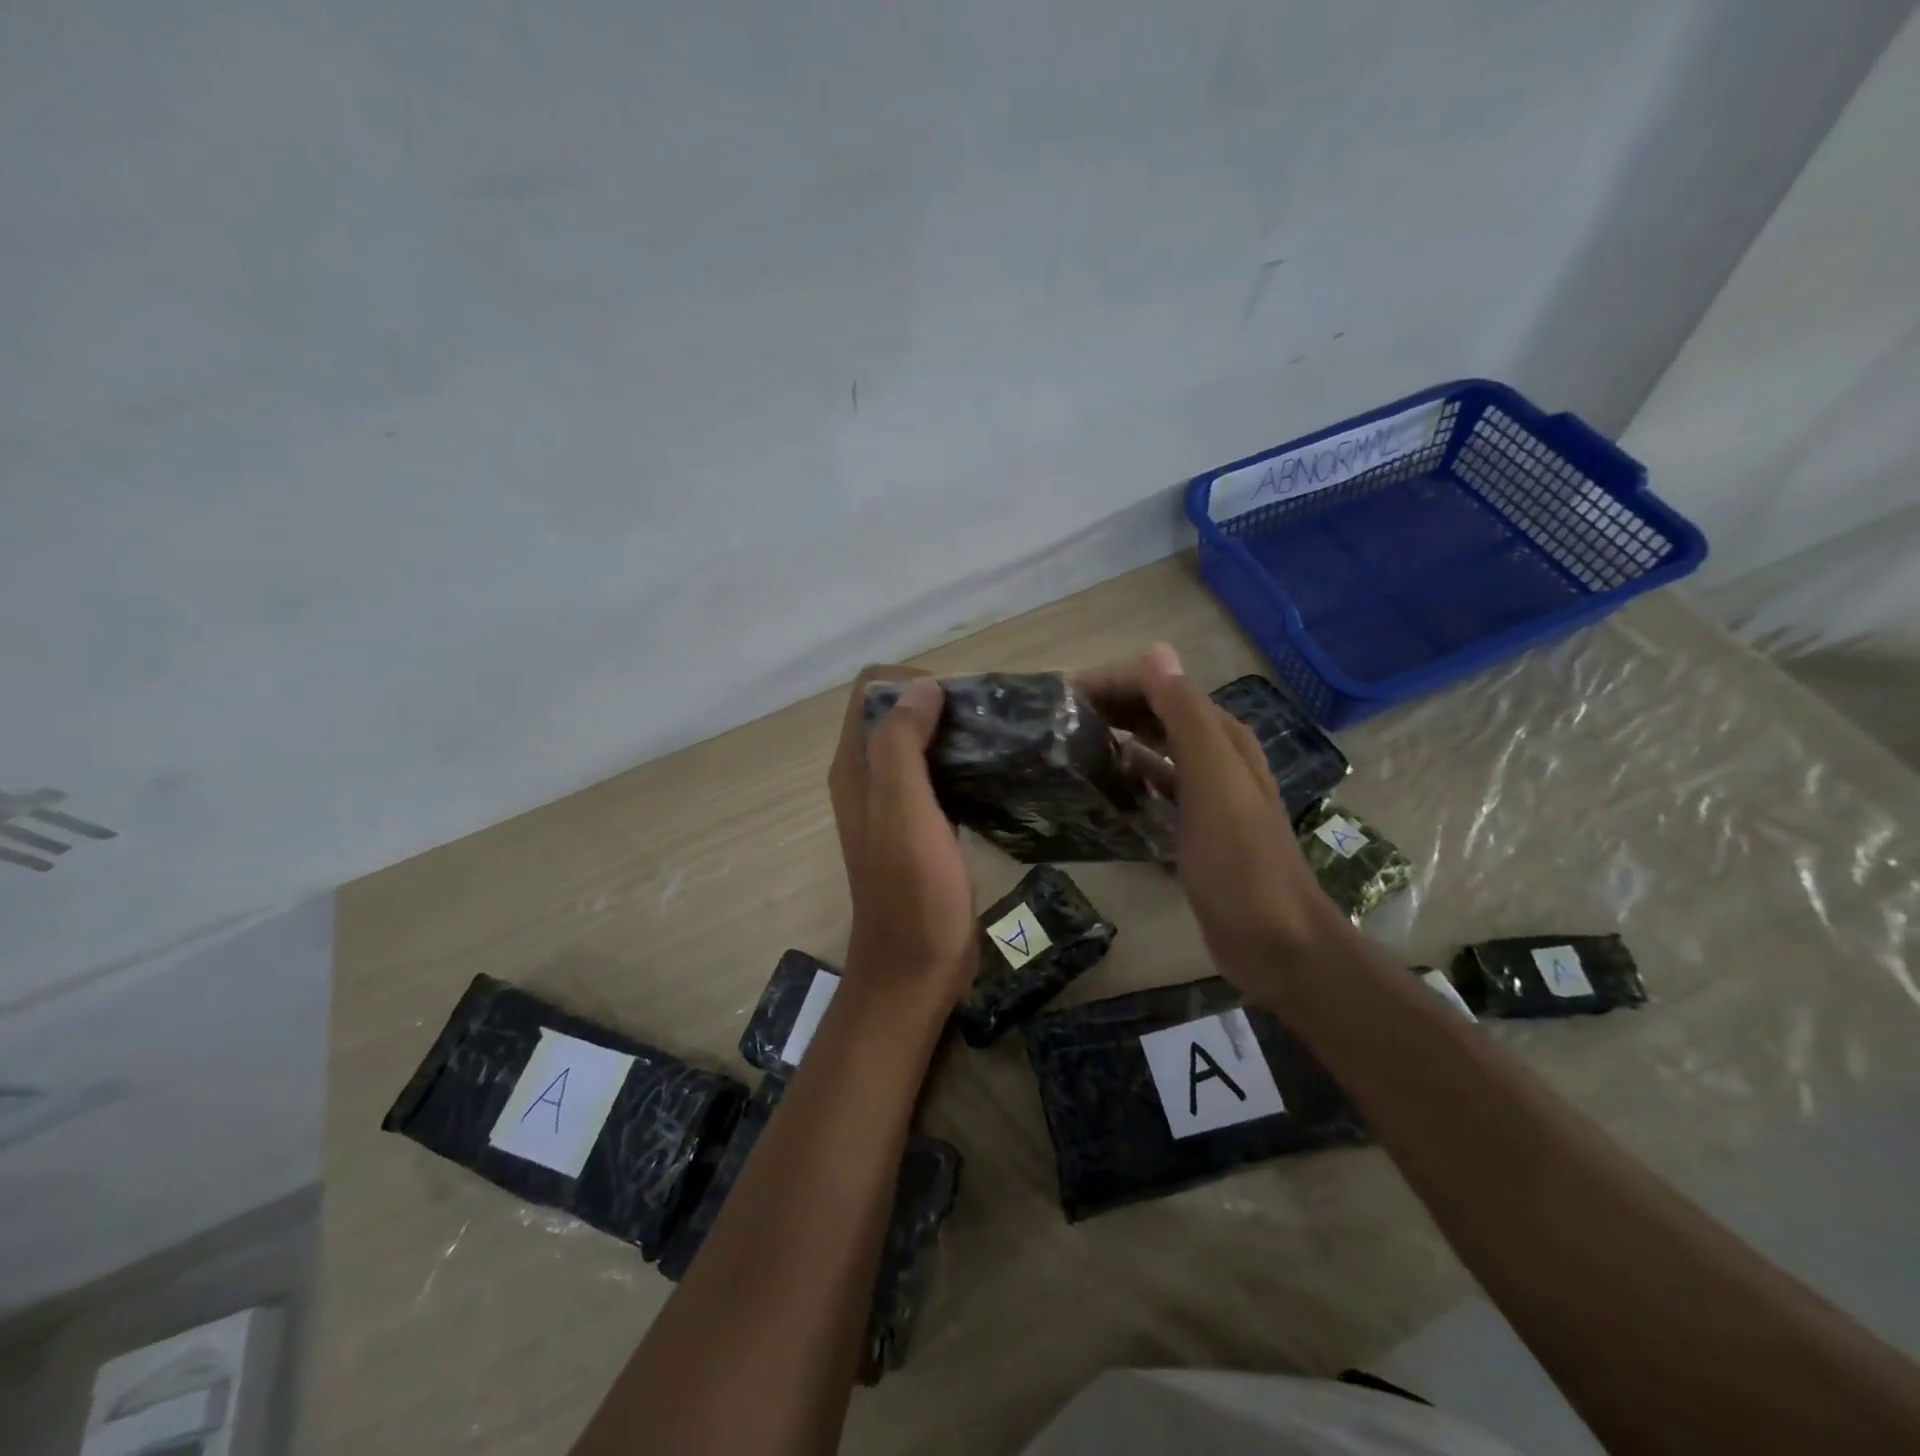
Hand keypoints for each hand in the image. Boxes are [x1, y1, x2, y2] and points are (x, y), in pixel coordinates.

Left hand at [827, 666, 976, 1013]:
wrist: (916, 969)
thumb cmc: (912, 891)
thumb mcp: (904, 809)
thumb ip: (902, 743)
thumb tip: (922, 686)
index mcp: (855, 767)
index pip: (871, 690)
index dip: (912, 682)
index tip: (959, 699)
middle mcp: (868, 780)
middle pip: (897, 715)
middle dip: (938, 703)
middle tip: (988, 719)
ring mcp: (894, 806)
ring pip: (920, 745)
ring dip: (953, 733)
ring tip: (999, 739)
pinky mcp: (920, 829)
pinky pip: (938, 778)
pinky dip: (961, 765)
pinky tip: (995, 775)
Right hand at [1078, 644, 1352, 999]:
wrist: (1274, 940)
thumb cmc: (1239, 861)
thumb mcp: (1213, 782)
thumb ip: (1186, 717)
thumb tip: (1156, 652)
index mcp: (1223, 738)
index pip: (1164, 687)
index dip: (1116, 681)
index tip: (1063, 693)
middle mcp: (1218, 757)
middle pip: (1160, 714)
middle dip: (1114, 705)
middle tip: (1060, 717)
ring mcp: (1208, 795)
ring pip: (1158, 749)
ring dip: (1121, 737)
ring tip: (1072, 743)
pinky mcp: (1197, 828)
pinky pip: (1158, 788)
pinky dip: (1133, 776)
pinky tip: (1105, 785)